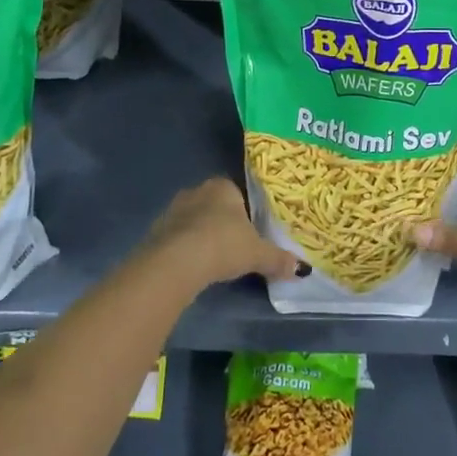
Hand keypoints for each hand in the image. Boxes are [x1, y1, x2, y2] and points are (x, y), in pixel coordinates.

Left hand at [143, 177, 307, 288]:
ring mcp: (173, 209)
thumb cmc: (223, 245)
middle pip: (215, 206)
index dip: (246, 213)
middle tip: (235, 246)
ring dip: (202, 236)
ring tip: (213, 259)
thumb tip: (301, 269)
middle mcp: (197, 191)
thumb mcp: (257, 254)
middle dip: (223, 223)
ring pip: (194, 221)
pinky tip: (193, 266)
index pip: (238, 193)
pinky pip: (177, 237)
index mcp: (223, 186)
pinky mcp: (156, 231)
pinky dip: (185, 249)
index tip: (251, 232)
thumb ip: (278, 259)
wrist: (176, 262)